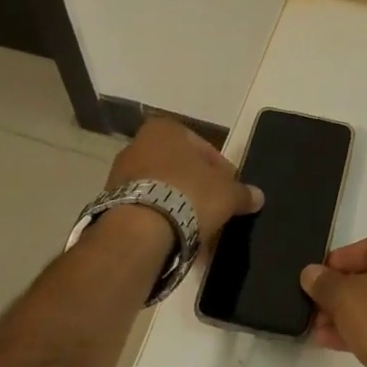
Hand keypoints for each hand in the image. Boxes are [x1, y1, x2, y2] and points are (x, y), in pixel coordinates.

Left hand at [106, 117, 262, 249]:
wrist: (139, 230)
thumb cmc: (188, 195)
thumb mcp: (227, 193)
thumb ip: (243, 192)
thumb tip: (258, 196)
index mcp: (165, 129)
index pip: (203, 148)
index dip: (221, 171)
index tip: (229, 191)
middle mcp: (138, 144)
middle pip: (179, 167)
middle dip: (197, 187)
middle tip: (214, 210)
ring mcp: (119, 174)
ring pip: (160, 188)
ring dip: (178, 204)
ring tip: (196, 228)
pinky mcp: (109, 202)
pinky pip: (145, 207)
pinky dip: (159, 218)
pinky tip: (174, 236)